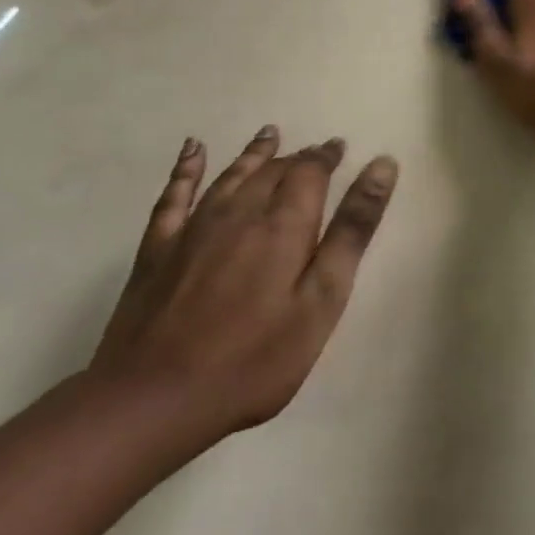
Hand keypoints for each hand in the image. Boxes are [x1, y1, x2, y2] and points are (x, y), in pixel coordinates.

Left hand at [90, 128, 398, 437]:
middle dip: (297, 157)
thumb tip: (382, 166)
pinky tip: (192, 150)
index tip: (339, 147)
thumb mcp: (322, 299)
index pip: (309, 172)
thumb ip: (353, 231)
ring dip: (253, 153)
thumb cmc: (255, 358)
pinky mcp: (157, 251)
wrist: (152, 400)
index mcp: (283, 224)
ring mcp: (192, 230)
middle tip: (315, 151)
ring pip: (230, 176)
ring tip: (269, 134)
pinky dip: (186, 169)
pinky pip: (174, 196)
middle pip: (272, 171)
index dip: (326, 157)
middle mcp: (239, 213)